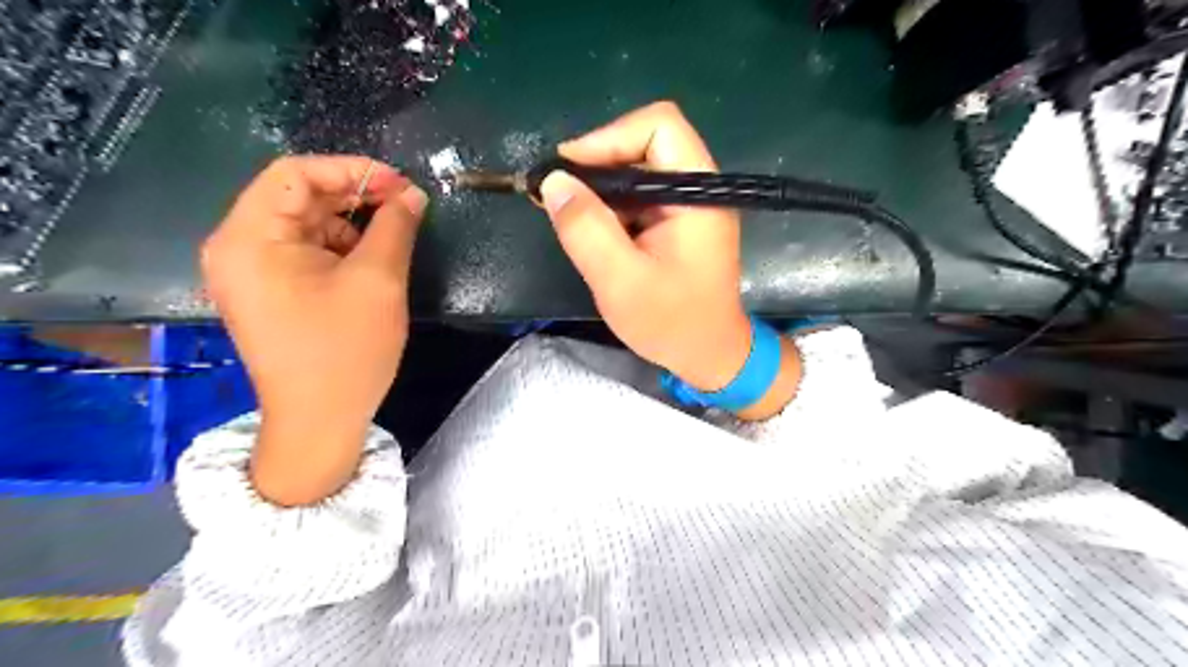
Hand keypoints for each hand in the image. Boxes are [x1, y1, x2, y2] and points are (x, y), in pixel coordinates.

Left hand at [204, 154, 427, 501]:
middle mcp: (238, 247)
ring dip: (350, 223)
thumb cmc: (346, 350)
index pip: (295, 174)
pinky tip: (371, 260)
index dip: (352, 170)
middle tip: (405, 206)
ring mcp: (250, 271)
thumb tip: (412, 194)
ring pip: (304, 224)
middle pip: (297, 197)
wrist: (319, 421)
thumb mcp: (378, 281)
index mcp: (250, 238)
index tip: (401, 185)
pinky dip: (340, 247)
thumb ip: (395, 227)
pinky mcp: (268, 291)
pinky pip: (304, 251)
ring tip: (393, 235)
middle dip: (354, 196)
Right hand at [541, 102, 750, 388]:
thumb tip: (553, 181)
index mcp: (698, 193)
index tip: (567, 171)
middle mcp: (698, 188)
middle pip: (645, 143)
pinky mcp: (677, 221)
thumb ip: (586, 229)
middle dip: (597, 163)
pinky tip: (590, 228)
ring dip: (600, 187)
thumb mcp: (620, 280)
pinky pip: (639, 196)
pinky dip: (611, 206)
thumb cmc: (671, 323)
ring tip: (567, 214)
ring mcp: (689, 204)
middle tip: (557, 194)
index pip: (658, 127)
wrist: (708, 355)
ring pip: (638, 169)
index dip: (608, 138)